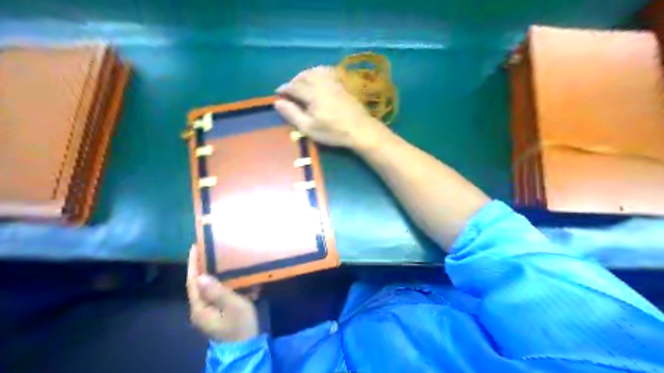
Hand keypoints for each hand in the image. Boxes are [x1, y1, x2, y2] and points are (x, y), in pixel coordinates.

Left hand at [188, 246, 260, 341]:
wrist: (247, 348)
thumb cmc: (240, 325)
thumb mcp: (233, 306)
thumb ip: (218, 291)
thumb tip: (201, 276)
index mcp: (200, 307)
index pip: (193, 281)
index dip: (193, 263)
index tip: (195, 246)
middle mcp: (202, 309)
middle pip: (201, 283)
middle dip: (205, 266)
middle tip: (211, 249)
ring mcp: (211, 312)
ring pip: (212, 288)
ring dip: (220, 275)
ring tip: (227, 260)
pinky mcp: (220, 313)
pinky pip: (222, 294)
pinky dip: (231, 286)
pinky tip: (242, 280)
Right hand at [273, 66, 383, 148]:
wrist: (360, 129)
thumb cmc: (333, 131)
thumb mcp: (308, 127)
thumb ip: (291, 114)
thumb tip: (277, 102)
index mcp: (311, 93)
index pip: (292, 86)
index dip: (283, 90)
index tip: (278, 94)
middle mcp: (321, 82)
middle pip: (303, 76)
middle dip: (293, 82)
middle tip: (289, 91)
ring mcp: (333, 81)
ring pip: (314, 71)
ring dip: (304, 75)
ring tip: (301, 85)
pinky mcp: (342, 83)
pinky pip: (327, 71)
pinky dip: (318, 72)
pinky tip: (318, 79)